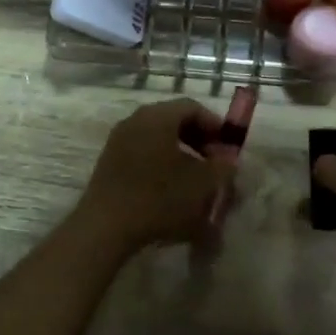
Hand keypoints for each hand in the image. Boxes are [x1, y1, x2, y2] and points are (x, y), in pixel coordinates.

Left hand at [75, 99, 235, 253]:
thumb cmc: (159, 199)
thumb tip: (228, 160)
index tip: (229, 147)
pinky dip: (162, 163)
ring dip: (181, 153)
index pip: (192, 107)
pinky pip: (143, 152)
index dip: (215, 125)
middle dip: (199, 139)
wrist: (106, 227)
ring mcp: (119, 140)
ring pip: (158, 138)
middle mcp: (135, 120)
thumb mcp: (202, 185)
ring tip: (196, 179)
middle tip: (215, 163)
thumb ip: (222, 168)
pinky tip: (171, 189)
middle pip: (174, 120)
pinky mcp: (109, 162)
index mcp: (157, 116)